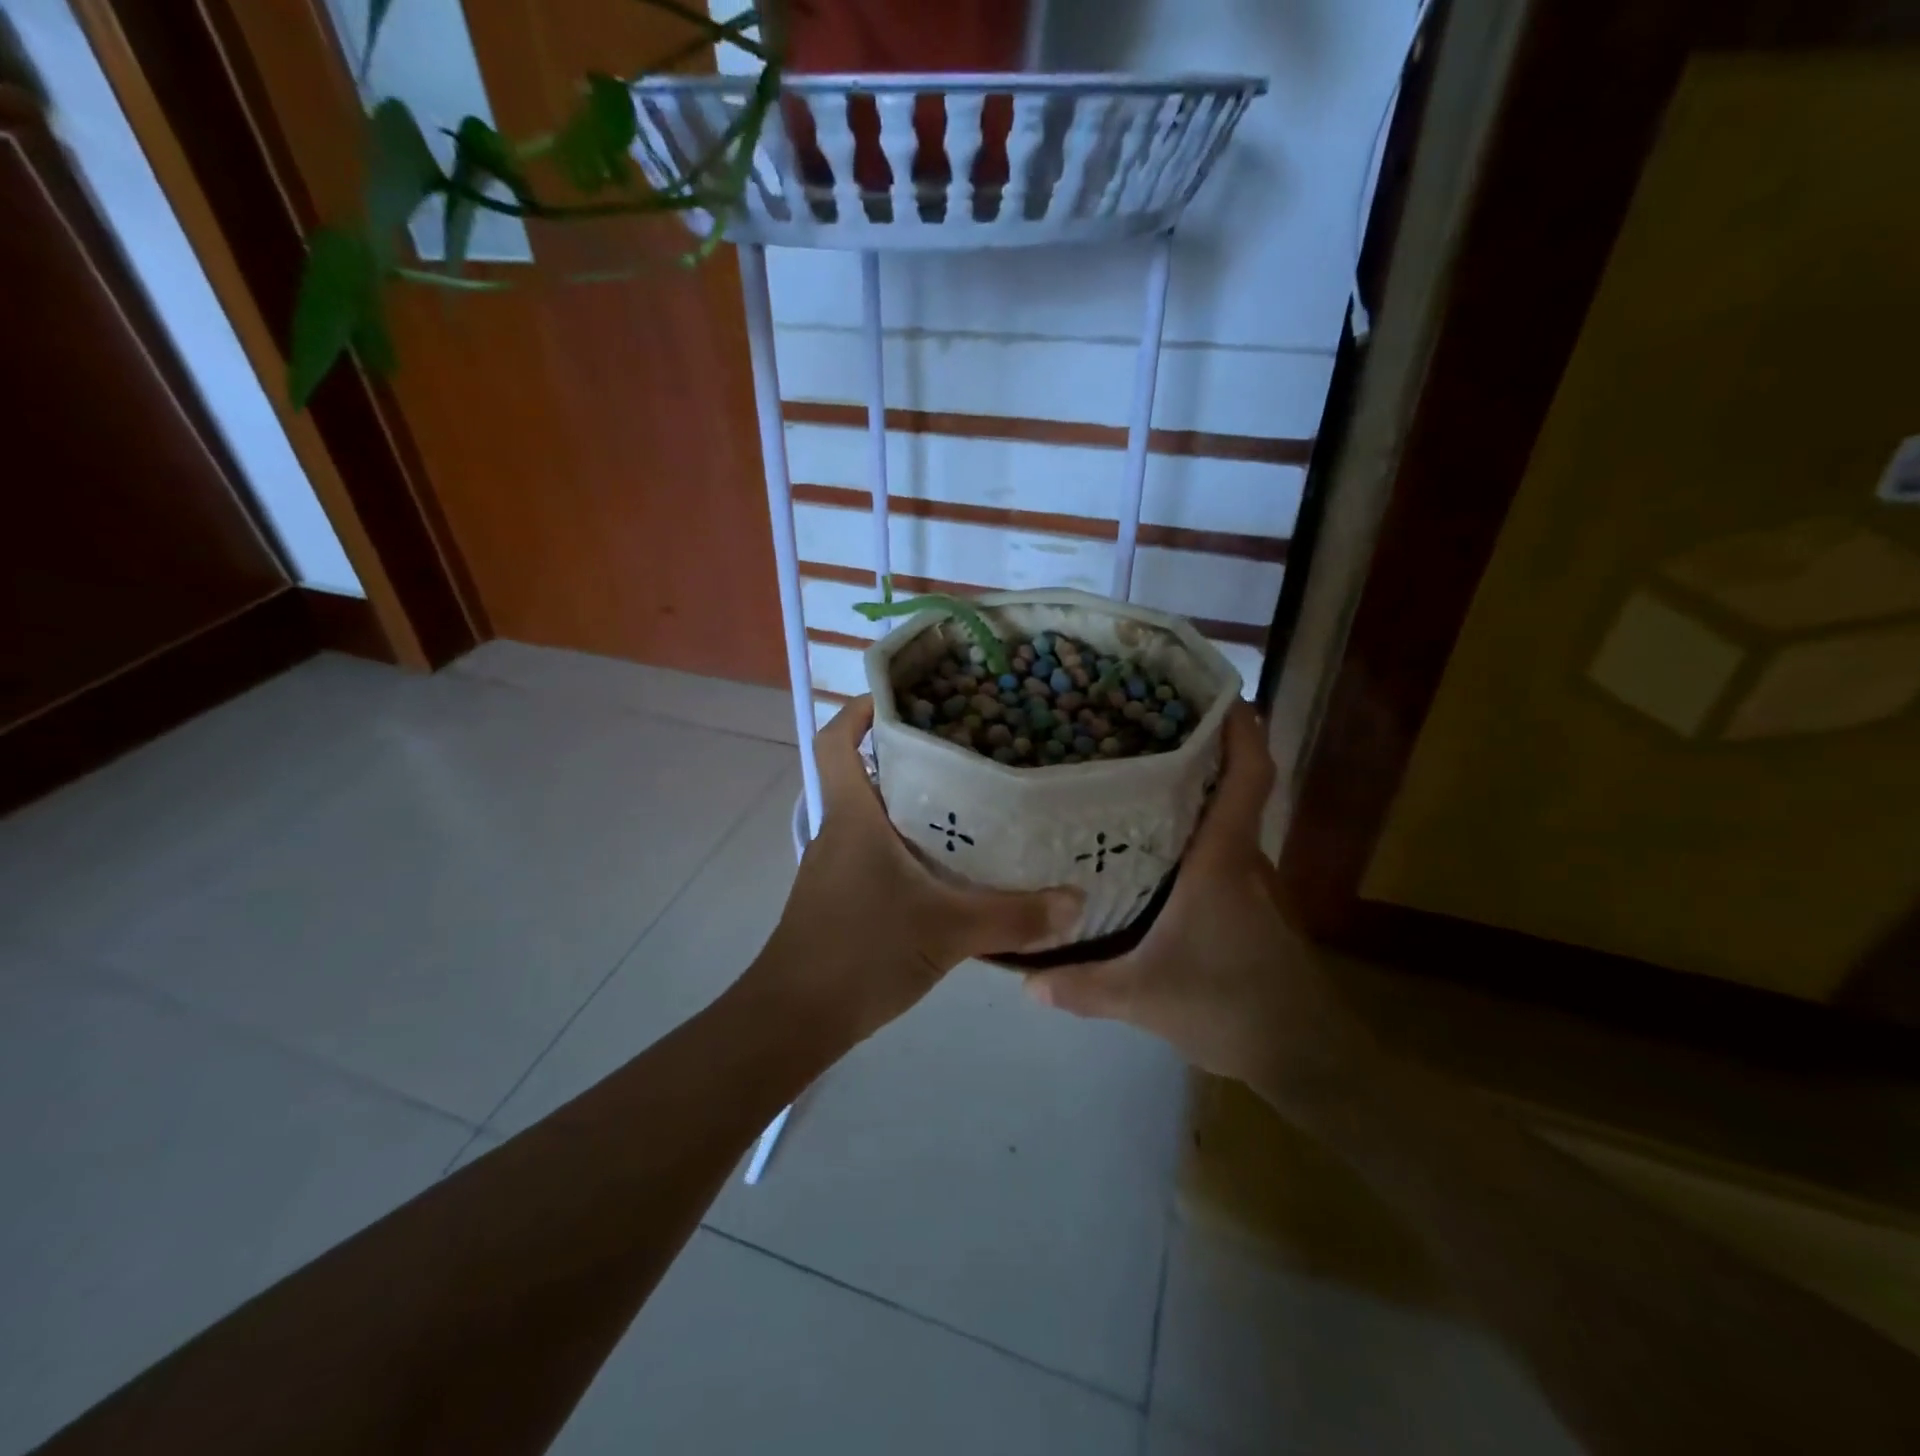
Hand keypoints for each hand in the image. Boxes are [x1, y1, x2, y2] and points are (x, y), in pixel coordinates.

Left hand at [757, 698, 1082, 1043]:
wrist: (794, 1020)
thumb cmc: (861, 953)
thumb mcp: (947, 932)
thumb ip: (1014, 917)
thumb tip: (1075, 902)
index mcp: (852, 818)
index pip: (835, 743)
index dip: (858, 713)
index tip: (900, 699)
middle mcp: (839, 833)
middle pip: (864, 775)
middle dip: (907, 758)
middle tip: (965, 750)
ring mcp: (835, 868)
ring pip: (872, 818)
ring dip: (910, 806)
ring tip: (969, 804)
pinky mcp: (840, 899)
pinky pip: (875, 854)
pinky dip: (906, 848)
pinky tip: (947, 870)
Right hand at [1022, 704, 1373, 1110]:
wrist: (1304, 1056)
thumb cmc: (1229, 1007)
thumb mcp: (1144, 998)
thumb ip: (1083, 986)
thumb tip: (1023, 979)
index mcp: (1222, 862)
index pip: (1248, 777)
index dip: (1241, 729)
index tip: (1218, 693)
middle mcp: (1244, 859)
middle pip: (1232, 787)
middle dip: (1198, 751)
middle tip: (1138, 730)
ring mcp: (1254, 882)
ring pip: (1227, 820)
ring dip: (1196, 792)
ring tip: (1135, 780)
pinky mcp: (1253, 904)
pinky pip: (1223, 850)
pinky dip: (1197, 832)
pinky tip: (1154, 848)